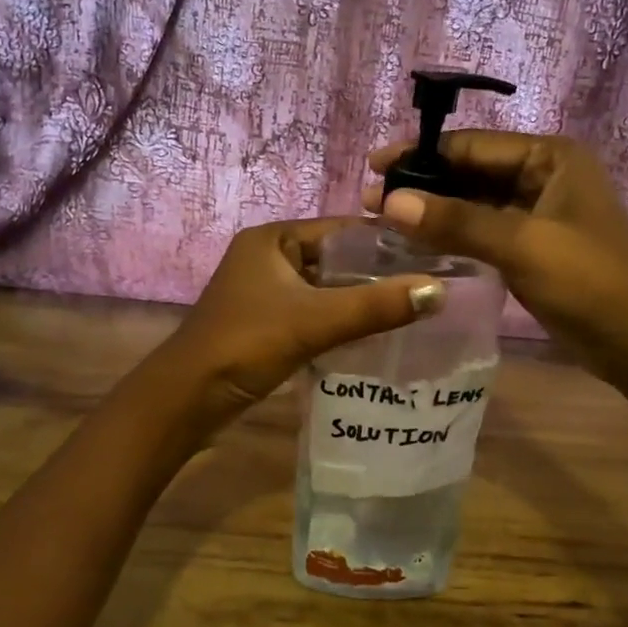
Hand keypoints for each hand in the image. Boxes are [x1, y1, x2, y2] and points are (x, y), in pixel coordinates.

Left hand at [154, 218, 444, 421]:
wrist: (187, 398)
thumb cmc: (246, 344)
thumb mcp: (314, 321)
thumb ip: (375, 306)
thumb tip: (439, 290)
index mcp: (274, 238)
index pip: (343, 228)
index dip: (386, 240)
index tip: (434, 253)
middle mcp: (270, 256)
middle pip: (336, 258)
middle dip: (378, 272)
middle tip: (431, 284)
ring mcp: (267, 291)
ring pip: (327, 288)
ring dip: (362, 298)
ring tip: (415, 307)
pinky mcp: (268, 322)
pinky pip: (316, 312)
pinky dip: (342, 319)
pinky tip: (377, 332)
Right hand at [365, 132, 627, 413]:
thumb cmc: (590, 283)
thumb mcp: (522, 246)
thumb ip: (455, 221)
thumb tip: (388, 201)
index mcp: (551, 157)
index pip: (474, 146)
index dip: (421, 156)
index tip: (373, 168)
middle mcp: (545, 176)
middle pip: (472, 172)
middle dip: (424, 185)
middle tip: (370, 201)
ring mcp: (540, 213)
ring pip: (475, 204)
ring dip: (435, 212)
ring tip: (384, 223)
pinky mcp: (534, 247)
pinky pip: (485, 231)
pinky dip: (454, 235)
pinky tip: (419, 245)